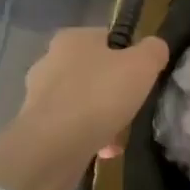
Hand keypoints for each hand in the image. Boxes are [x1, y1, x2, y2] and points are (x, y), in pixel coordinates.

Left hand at [0, 28, 169, 189]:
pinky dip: (88, 136)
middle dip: (113, 90)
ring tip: (119, 135)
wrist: (53, 147)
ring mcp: (38, 95)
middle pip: (94, 71)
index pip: (107, 38)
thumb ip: (154, 50)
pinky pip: (70, 127)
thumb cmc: (99, 95)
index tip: (142, 77)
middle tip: (131, 105)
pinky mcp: (34, 126)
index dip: (129, 56)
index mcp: (72, 39)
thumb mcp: (142, 65)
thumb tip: (155, 48)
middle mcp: (50, 61)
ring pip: (82, 101)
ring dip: (102, 117)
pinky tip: (104, 150)